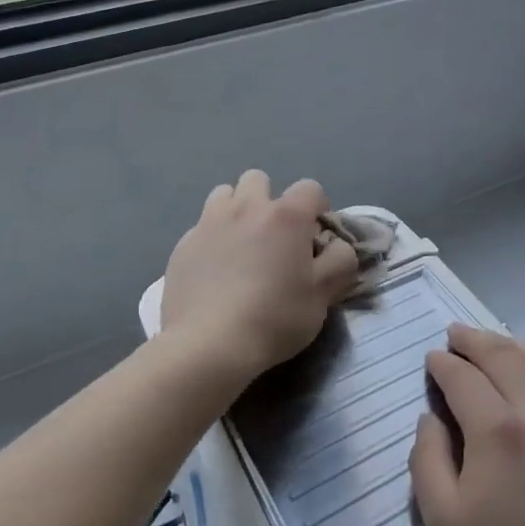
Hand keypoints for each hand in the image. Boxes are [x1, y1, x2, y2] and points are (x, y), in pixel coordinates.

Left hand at [161, 170, 358, 387]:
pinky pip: (201, 227)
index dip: (318, 209)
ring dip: (236, 210)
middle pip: (259, 179)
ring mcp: (209, 223)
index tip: (315, 238)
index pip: (311, 188)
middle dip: (270, 200)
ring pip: (224, 194)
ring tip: (241, 244)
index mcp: (286, 215)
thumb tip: (338, 245)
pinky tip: (214, 270)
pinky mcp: (183, 245)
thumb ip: (341, 260)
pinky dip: (212, 239)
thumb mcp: (324, 294)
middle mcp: (247, 208)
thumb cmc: (274, 318)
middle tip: (274, 237)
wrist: (208, 346)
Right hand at [410, 325, 524, 525]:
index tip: (432, 360)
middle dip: (474, 340)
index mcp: (499, 429)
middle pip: (503, 355)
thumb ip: (428, 460)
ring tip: (493, 346)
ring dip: (511, 346)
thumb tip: (432, 417)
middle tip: (456, 334)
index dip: (443, 363)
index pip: (463, 375)